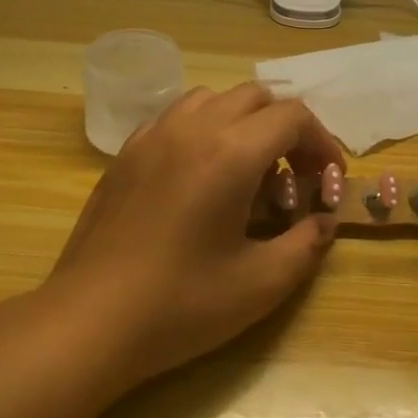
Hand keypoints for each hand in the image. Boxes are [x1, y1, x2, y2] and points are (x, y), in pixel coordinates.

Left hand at [44, 83, 343, 388]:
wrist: (90, 319)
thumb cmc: (181, 304)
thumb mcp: (261, 284)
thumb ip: (306, 245)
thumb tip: (323, 221)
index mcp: (230, 152)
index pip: (292, 117)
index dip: (321, 142)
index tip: (326, 181)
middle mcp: (192, 128)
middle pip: (254, 97)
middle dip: (285, 129)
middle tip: (292, 178)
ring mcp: (153, 135)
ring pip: (212, 99)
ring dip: (242, 123)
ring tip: (246, 172)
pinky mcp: (126, 152)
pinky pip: (175, 117)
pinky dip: (202, 130)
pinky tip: (199, 177)